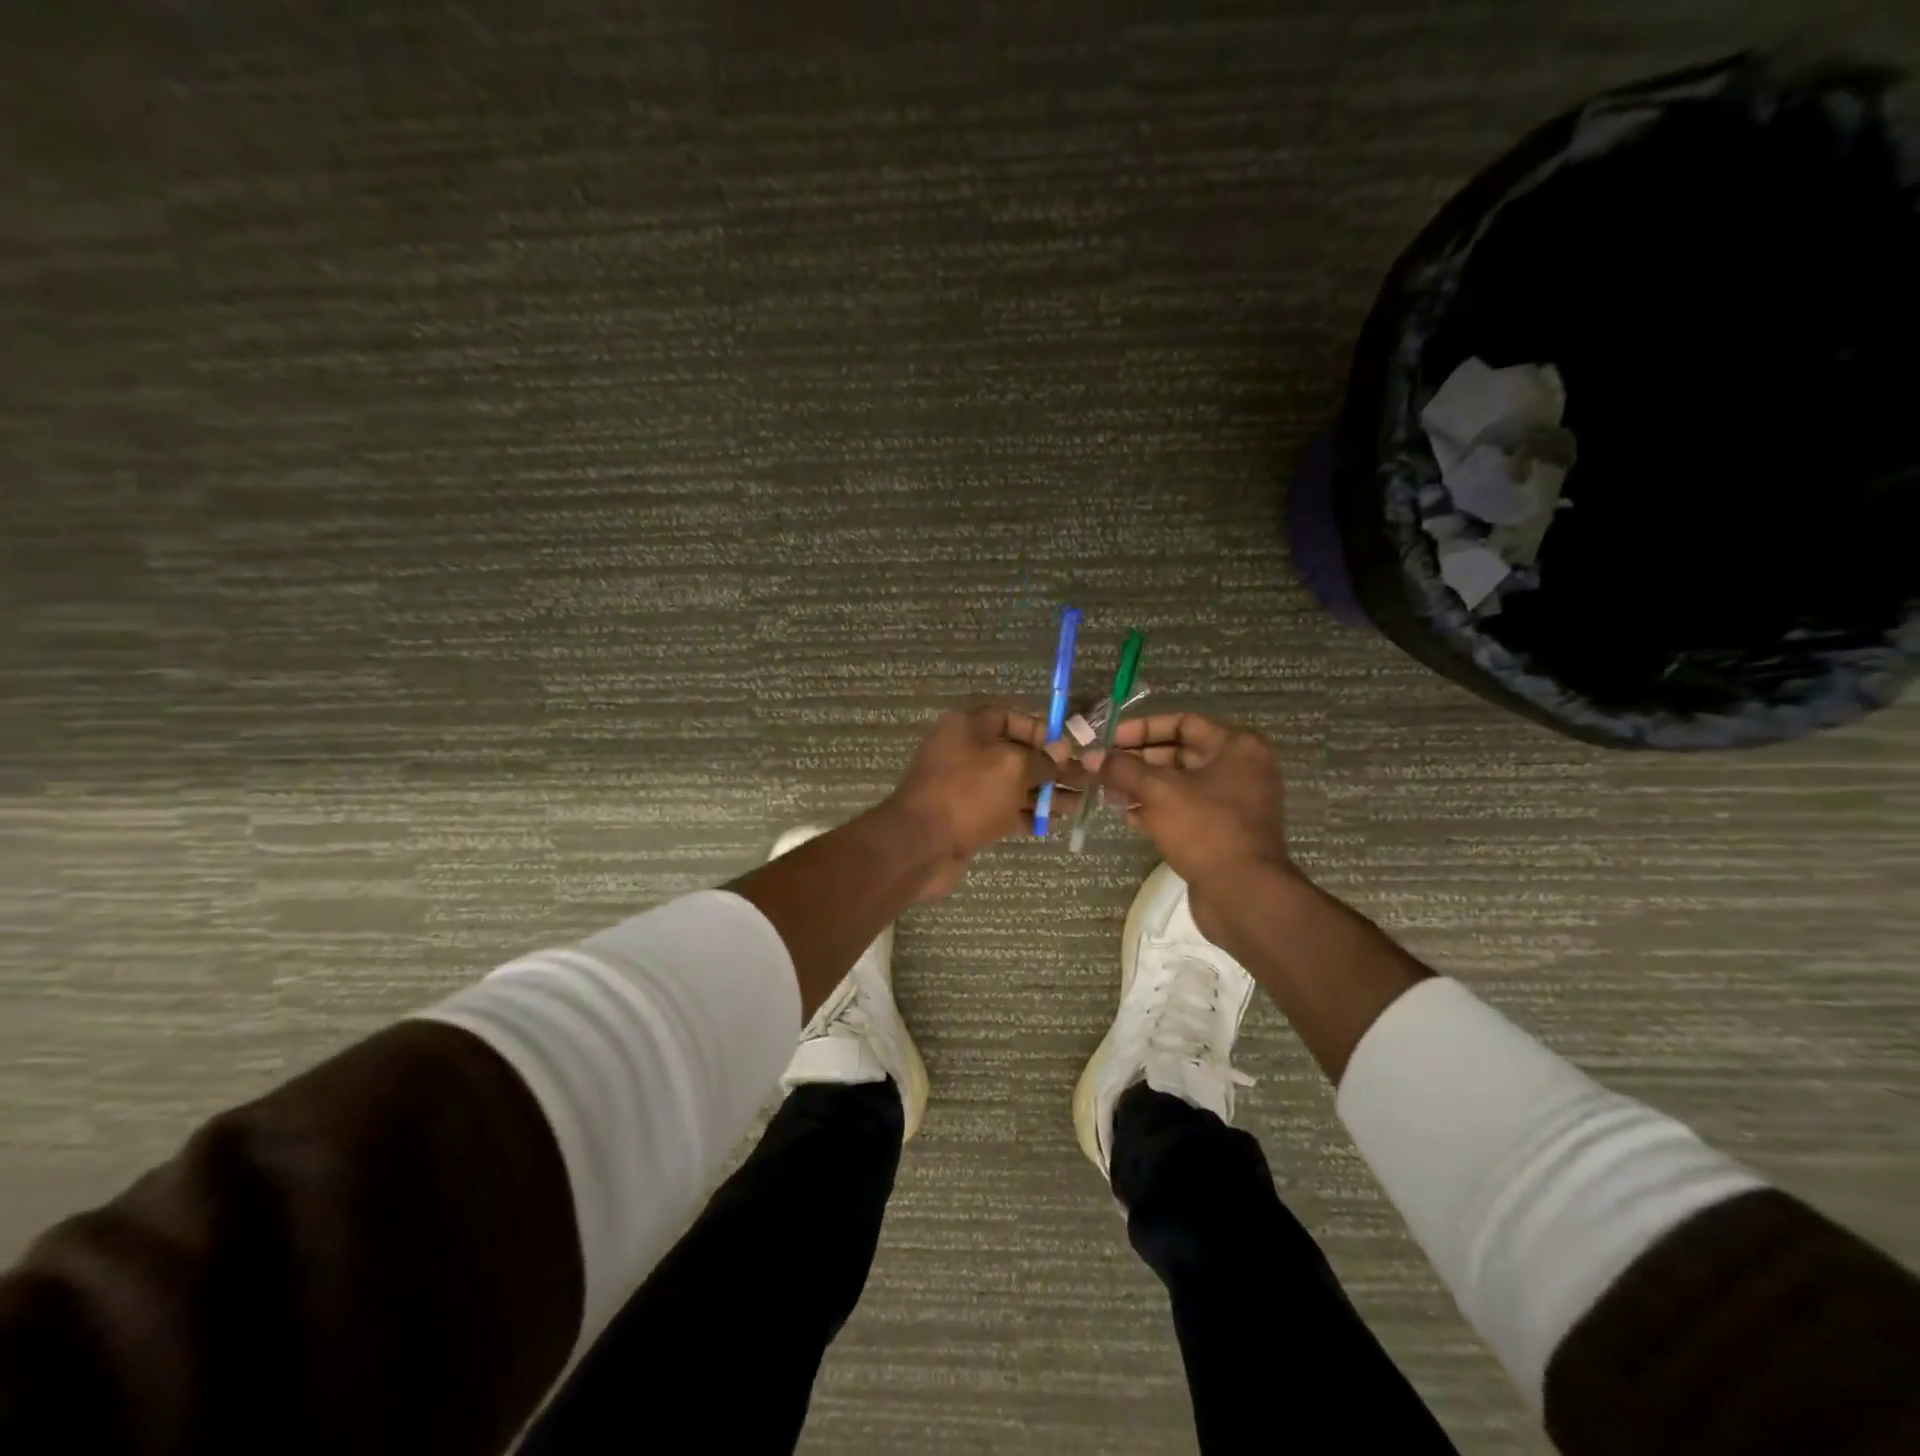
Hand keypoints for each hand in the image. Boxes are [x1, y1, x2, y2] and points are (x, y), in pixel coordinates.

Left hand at [886, 705, 1066, 899]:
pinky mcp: (966, 818)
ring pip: (1011, 785)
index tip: (1067, 747)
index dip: (1040, 730)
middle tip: (1084, 780)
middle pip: (1014, 754)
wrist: (921, 845)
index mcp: (967, 728)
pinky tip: (1054, 822)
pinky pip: (1002, 810)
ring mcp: (964, 788)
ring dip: (1044, 793)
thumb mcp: (1012, 768)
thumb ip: (1041, 760)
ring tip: (1078, 804)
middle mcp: (964, 753)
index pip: (1009, 717)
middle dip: (1050, 767)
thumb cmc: (968, 794)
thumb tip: (1061, 752)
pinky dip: (1027, 814)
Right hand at [1091, 713, 1296, 937]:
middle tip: (1101, 768)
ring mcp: (1233, 802)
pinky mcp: (1222, 831)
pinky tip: (1127, 815)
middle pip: (1179, 752)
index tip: (1107, 741)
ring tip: (1107, 793)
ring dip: (1142, 786)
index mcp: (1236, 746)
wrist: (1243, 894)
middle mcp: (1240, 768)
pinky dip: (1156, 809)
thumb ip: (1122, 768)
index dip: (1141, 728)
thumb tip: (1091, 756)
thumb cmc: (1204, 829)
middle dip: (1137, 760)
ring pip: (1178, 783)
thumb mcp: (1158, 790)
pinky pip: (1184, 809)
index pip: (1182, 722)